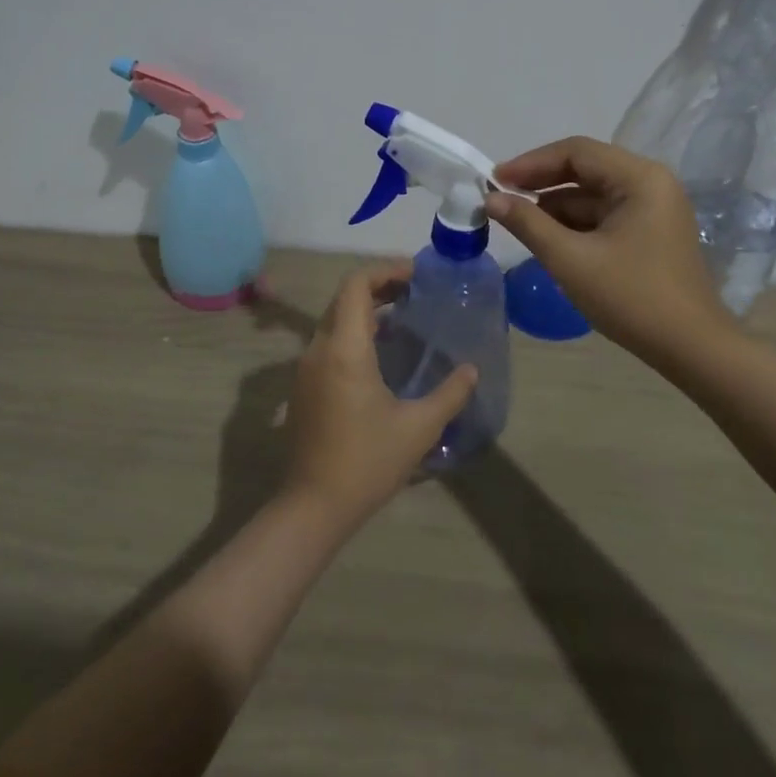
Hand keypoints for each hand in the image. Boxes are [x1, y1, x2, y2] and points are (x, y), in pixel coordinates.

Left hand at [281, 261, 477, 529]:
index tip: (417, 275)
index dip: (386, 270)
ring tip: (404, 318)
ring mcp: (306, 368)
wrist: (314, 506)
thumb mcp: (419, 428)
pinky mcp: (304, 386)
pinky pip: (329, 342)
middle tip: (416, 293)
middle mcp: (319, 349)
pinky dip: (354, 332)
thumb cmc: (367, 462)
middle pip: (345, 298)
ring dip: (366, 310)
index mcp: (345, 349)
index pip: (356, 285)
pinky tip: (382, 354)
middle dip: (379, 286)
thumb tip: (472, 369)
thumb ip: (450, 393)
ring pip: (335, 319)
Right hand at [486, 136, 732, 362]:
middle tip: (499, 197)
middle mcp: (651, 183)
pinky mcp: (650, 232)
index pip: (576, 152)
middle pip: (586, 169)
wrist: (690, 348)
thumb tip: (490, 198)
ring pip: (593, 194)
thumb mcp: (570, 259)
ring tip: (516, 221)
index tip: (494, 180)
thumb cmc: (630, 297)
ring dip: (555, 205)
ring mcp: (654, 208)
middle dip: (541, 183)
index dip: (531, 163)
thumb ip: (527, 223)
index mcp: (640, 178)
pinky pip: (604, 215)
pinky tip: (547, 237)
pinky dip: (574, 223)